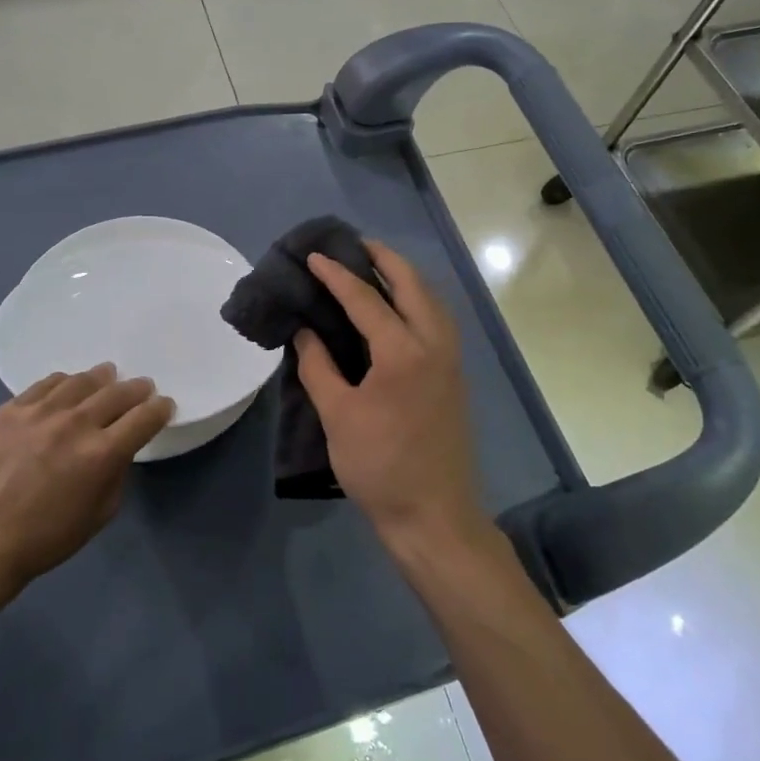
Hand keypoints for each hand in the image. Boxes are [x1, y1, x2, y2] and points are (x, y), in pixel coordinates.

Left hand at [0, 365, 173, 590]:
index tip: (163, 406)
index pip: (144, 418)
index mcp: (102, 454)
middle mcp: (75, 424)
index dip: (159, 409)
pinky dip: (64, 383)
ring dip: (101, 378)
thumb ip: (117, 473)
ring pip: (81, 382)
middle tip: (142, 387)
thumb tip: (118, 448)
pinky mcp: (11, 410)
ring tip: (107, 376)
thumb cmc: (48, 536)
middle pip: (117, 393)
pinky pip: (45, 384)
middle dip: (136, 389)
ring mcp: (40, 413)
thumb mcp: (101, 513)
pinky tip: (67, 387)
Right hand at [293, 241, 488, 557]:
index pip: (366, 298)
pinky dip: (416, 301)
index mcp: (403, 351)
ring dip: (404, 278)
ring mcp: (451, 359)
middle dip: (383, 258)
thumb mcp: (338, 416)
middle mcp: (434, 344)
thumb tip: (305, 330)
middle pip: (412, 284)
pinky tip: (396, 309)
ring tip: (373, 268)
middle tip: (353, 245)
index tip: (313, 255)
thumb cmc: (380, 466)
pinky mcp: (454, 375)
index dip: (336, 275)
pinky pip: (437, 320)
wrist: (433, 515)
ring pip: (431, 300)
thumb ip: (318, 365)